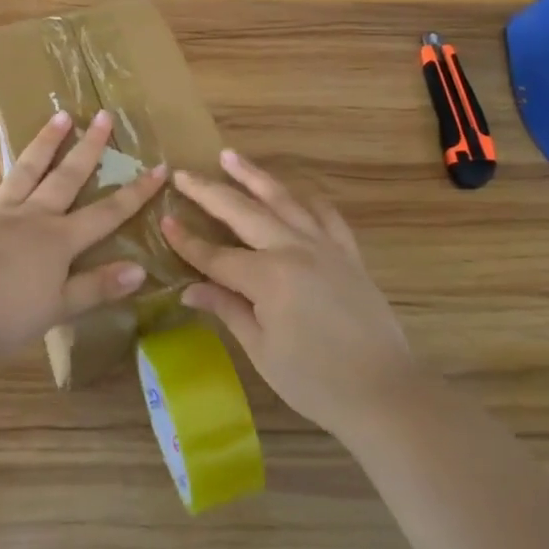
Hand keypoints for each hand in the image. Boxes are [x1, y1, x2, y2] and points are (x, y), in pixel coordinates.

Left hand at [0, 110, 166, 362]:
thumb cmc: (6, 315)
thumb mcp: (59, 308)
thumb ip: (97, 287)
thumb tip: (141, 270)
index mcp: (59, 240)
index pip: (107, 213)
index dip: (135, 192)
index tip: (158, 167)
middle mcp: (32, 217)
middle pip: (66, 178)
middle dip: (89, 148)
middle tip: (103, 115)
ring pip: (25, 171)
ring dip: (43, 144)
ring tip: (59, 115)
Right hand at [162, 150, 416, 439]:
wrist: (385, 392)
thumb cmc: (315, 382)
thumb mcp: (261, 350)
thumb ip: (227, 309)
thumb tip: (189, 289)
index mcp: (267, 278)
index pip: (215, 255)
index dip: (187, 241)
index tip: (164, 221)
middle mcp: (293, 249)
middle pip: (242, 212)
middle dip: (208, 192)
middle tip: (183, 174)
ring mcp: (324, 245)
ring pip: (282, 199)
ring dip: (252, 176)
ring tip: (229, 156)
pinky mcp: (348, 252)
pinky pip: (324, 214)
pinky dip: (305, 198)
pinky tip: (293, 191)